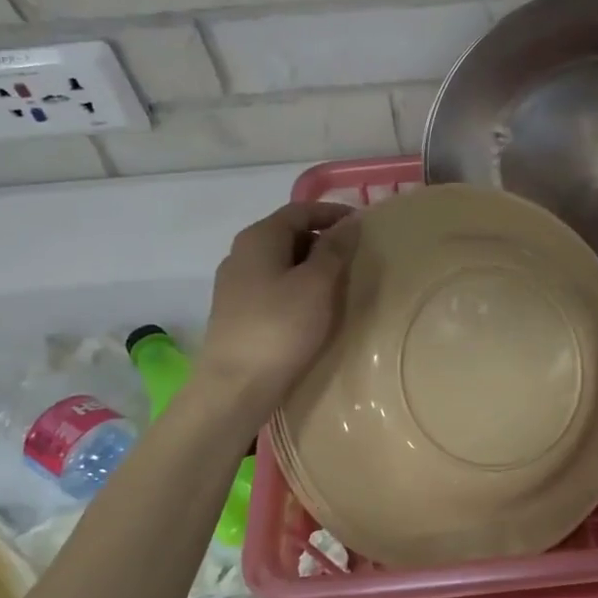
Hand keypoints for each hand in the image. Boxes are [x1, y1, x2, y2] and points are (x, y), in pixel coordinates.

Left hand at [197, 202, 358, 406]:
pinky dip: (297, 286)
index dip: (332, 213)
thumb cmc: (280, 328)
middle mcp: (241, 254)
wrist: (235, 386)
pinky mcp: (237, 311)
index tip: (362, 225)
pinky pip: (273, 285)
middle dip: (322, 239)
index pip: (299, 210)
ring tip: (340, 282)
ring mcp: (235, 284)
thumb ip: (334, 250)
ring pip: (280, 261)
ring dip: (310, 265)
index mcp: (258, 238)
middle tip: (355, 256)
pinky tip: (314, 307)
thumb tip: (348, 223)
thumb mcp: (317, 285)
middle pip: (288, 233)